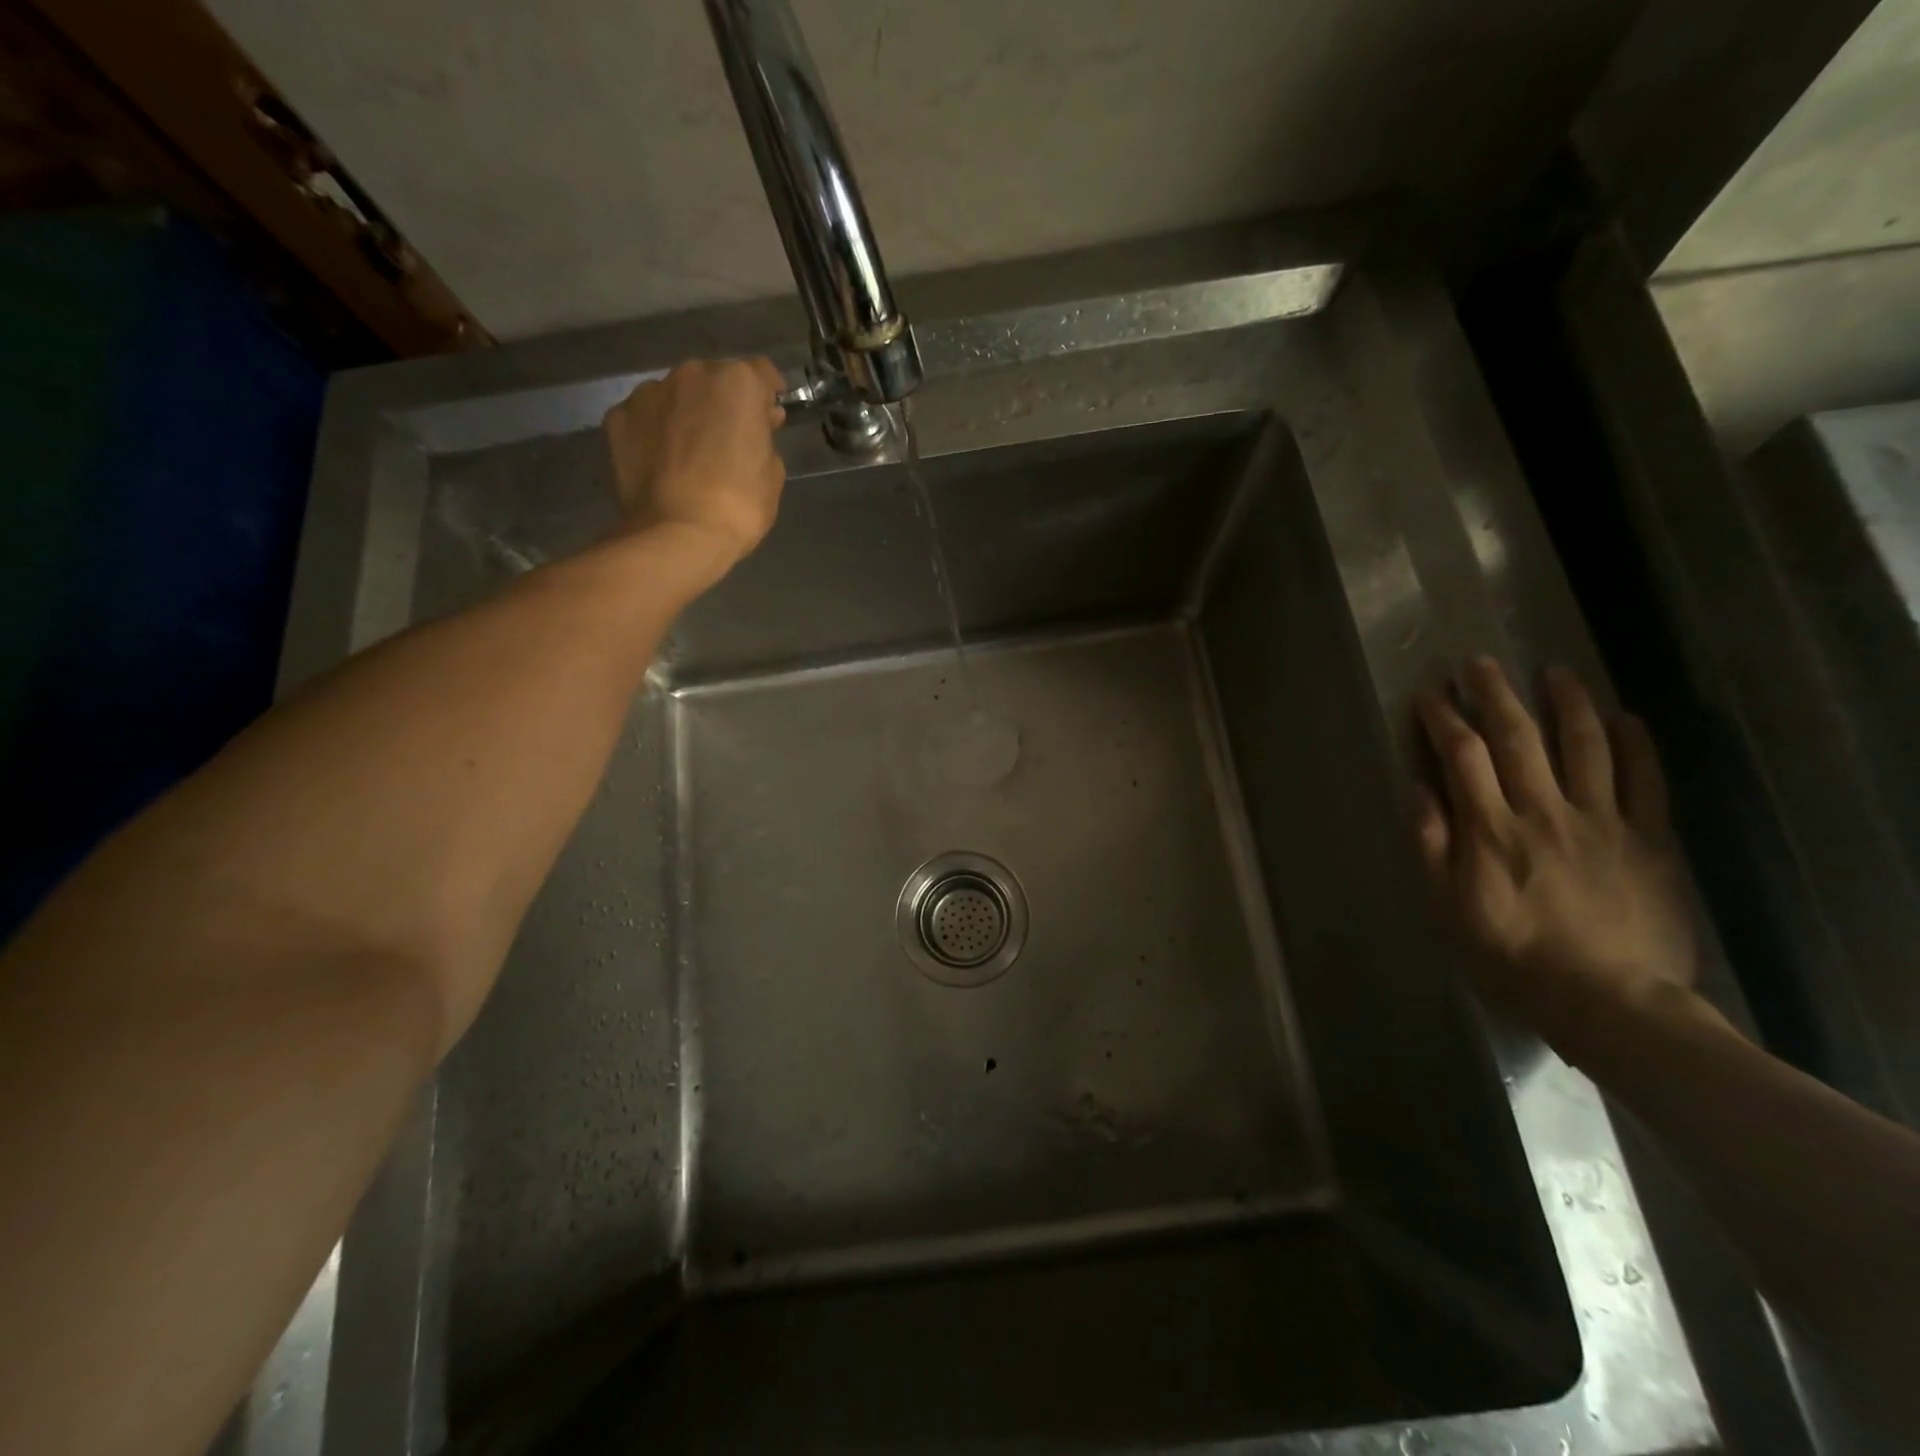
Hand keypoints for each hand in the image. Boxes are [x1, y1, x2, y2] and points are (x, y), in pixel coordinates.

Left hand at [603, 357, 786, 565]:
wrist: (678, 534)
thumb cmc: (739, 505)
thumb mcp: (772, 472)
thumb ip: (764, 438)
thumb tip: (756, 425)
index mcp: (737, 383)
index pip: (761, 373)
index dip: (768, 395)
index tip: (769, 417)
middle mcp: (691, 374)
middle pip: (714, 380)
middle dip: (723, 403)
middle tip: (728, 439)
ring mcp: (649, 393)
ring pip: (676, 395)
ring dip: (687, 413)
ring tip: (690, 451)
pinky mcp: (618, 417)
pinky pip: (645, 417)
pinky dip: (655, 431)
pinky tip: (662, 461)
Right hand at [1414, 658, 1697, 1059]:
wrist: (1610, 1003)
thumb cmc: (1511, 958)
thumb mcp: (1446, 909)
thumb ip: (1431, 847)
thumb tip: (1420, 792)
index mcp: (1491, 830)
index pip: (1461, 757)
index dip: (1442, 720)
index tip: (1428, 696)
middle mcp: (1544, 812)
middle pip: (1517, 738)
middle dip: (1494, 695)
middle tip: (1480, 663)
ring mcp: (1602, 822)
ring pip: (1585, 746)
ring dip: (1567, 703)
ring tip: (1555, 671)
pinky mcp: (1649, 841)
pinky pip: (1646, 782)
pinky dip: (1636, 745)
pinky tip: (1625, 718)